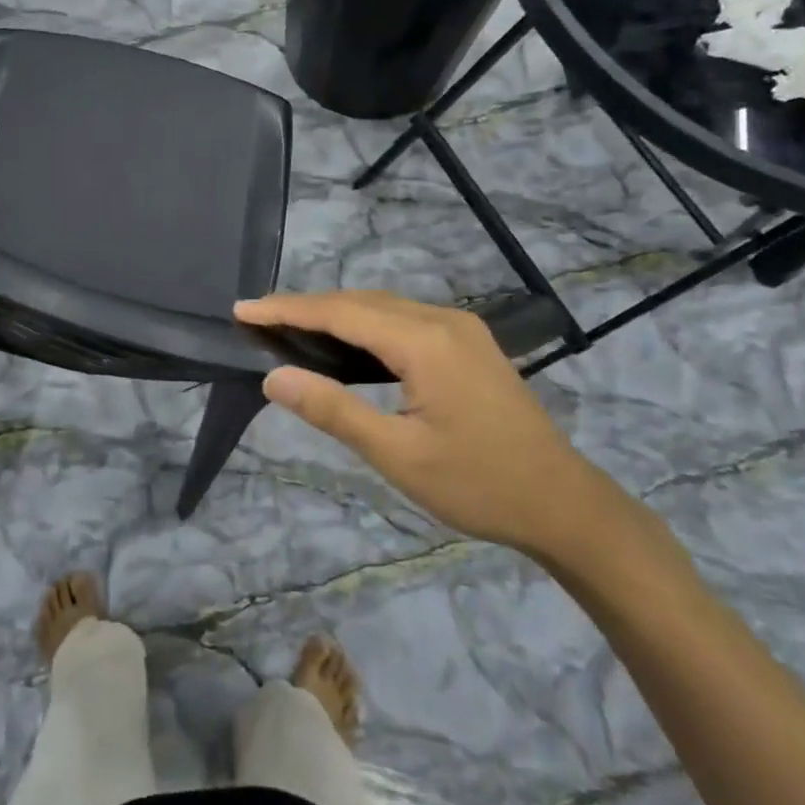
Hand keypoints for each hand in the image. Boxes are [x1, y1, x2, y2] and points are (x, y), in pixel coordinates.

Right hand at [233, 290, 612, 557]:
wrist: (563, 503)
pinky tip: (345, 343)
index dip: (288, 308)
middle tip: (257, 320)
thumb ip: (333, 410)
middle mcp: (443, 321)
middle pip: (361, 301)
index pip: (341, 312)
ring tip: (288, 328)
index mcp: (426, 342)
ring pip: (383, 307)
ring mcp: (460, 329)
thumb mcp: (398, 455)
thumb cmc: (479, 485)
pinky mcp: (468, 343)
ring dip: (335, 313)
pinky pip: (403, 320)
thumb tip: (274, 377)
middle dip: (306, 307)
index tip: (242, 309)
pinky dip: (364, 325)